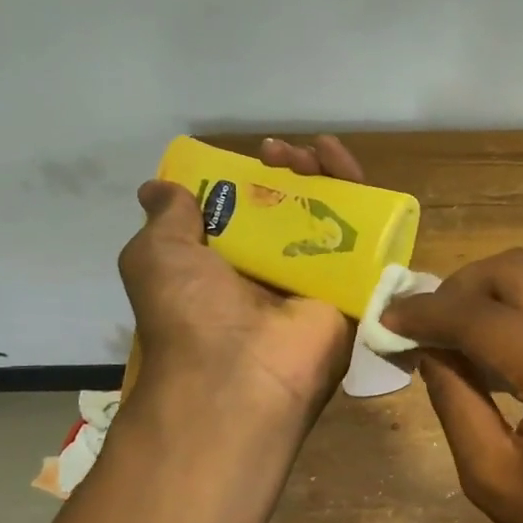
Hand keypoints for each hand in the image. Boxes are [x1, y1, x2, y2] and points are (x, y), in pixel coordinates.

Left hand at [118, 136, 365, 417]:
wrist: (239, 372)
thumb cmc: (189, 311)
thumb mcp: (155, 256)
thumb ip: (166, 218)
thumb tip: (158, 189)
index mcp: (229, 267)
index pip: (249, 211)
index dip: (252, 178)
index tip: (251, 158)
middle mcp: (274, 272)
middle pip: (294, 208)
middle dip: (292, 171)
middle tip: (281, 154)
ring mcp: (317, 280)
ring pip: (332, 217)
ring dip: (328, 176)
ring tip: (319, 150)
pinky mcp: (354, 288)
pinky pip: (367, 239)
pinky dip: (366, 201)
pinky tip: (352, 171)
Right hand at [383, 248, 522, 522]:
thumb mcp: (491, 477)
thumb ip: (454, 398)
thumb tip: (427, 346)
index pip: (481, 316)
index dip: (426, 313)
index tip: (388, 319)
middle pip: (515, 269)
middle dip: (459, 287)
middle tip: (424, 323)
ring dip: (488, 292)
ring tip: (453, 331)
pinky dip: (519, 306)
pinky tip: (496, 342)